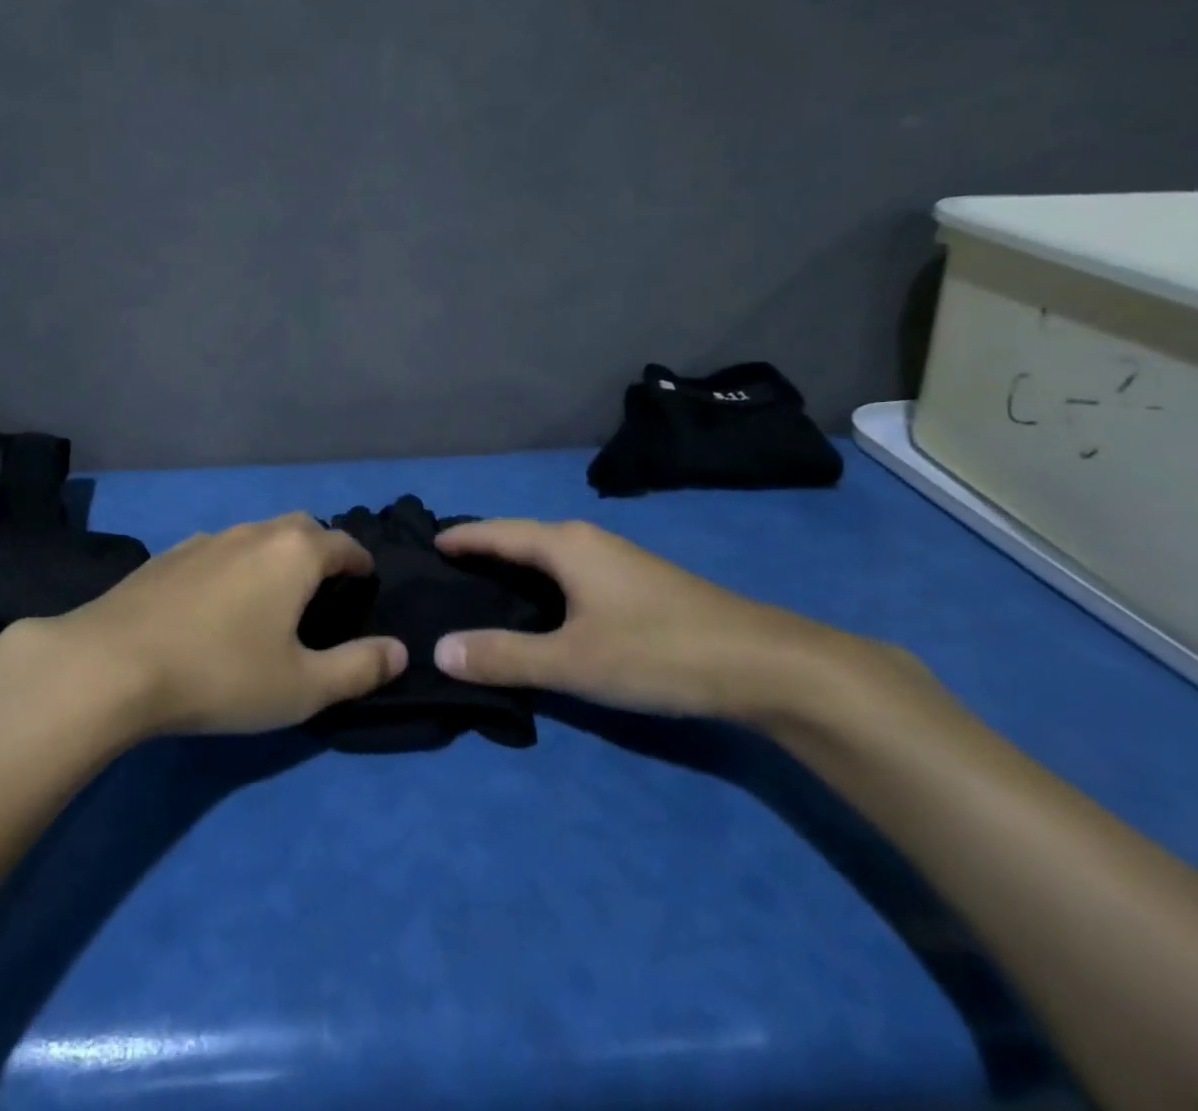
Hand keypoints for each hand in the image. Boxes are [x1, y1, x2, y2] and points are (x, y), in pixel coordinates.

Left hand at [9, 512, 406, 737]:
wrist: (113, 664)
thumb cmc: (221, 673)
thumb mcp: (302, 686)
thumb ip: (358, 668)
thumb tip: (400, 651)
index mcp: (293, 553)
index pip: (342, 542)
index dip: (360, 561)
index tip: (366, 580)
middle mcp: (252, 532)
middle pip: (299, 528)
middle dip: (319, 549)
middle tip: (323, 587)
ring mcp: (205, 540)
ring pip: (255, 535)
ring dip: (274, 555)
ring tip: (272, 594)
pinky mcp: (167, 556)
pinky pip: (217, 550)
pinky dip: (233, 565)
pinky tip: (218, 601)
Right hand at [430, 518, 865, 722]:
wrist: (766, 664)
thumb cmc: (659, 651)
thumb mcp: (573, 661)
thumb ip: (504, 656)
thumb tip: (438, 649)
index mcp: (566, 545)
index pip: (498, 532)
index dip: (463, 538)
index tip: (430, 542)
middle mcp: (590, 541)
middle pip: (523, 538)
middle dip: (485, 548)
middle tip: (448, 568)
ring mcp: (620, 561)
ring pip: (552, 555)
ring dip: (516, 566)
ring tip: (486, 586)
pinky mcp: (641, 585)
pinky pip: (573, 572)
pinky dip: (544, 582)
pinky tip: (545, 608)